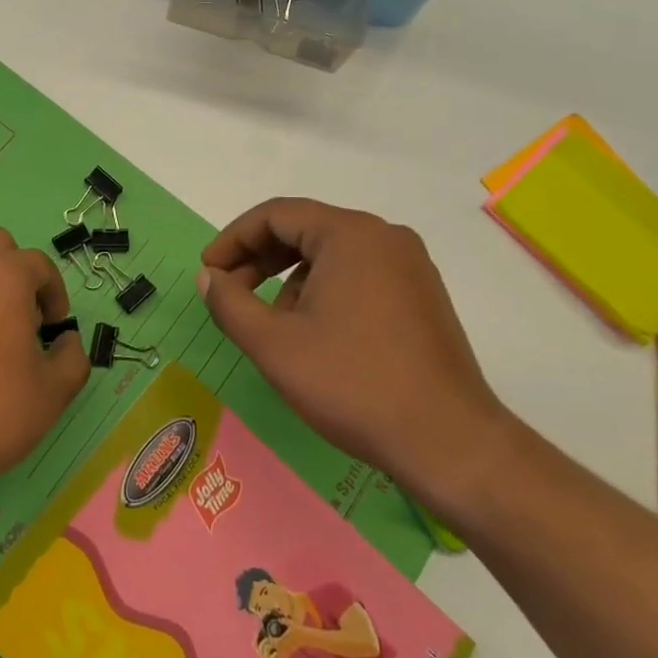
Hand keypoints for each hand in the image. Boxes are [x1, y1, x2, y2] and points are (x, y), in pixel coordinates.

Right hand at [197, 199, 509, 516]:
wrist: (448, 442)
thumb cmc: (353, 384)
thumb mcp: (274, 345)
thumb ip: (230, 303)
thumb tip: (208, 277)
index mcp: (350, 234)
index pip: (276, 215)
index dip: (233, 239)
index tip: (208, 272)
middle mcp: (384, 237)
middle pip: (305, 230)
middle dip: (259, 259)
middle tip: (229, 293)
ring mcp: (410, 265)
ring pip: (331, 255)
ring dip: (290, 279)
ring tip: (272, 325)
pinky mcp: (422, 295)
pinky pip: (359, 275)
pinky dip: (325, 291)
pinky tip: (314, 335)